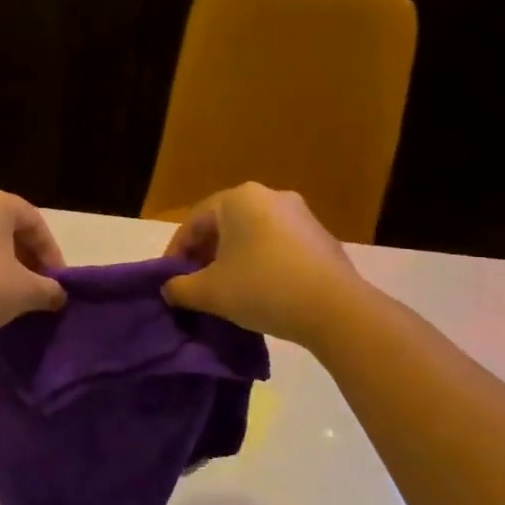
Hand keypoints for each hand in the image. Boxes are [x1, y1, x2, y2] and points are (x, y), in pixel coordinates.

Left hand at [0, 188, 65, 343]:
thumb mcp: (25, 291)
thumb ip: (49, 289)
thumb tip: (59, 295)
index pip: (34, 222)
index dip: (52, 253)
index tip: (58, 282)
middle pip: (6, 228)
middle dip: (27, 258)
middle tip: (38, 287)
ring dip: (2, 265)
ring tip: (12, 295)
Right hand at [161, 183, 362, 346]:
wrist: (335, 309)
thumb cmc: (262, 289)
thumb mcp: (210, 292)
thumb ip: (181, 288)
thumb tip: (169, 289)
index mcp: (238, 199)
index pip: (194, 222)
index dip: (176, 252)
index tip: (168, 280)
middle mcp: (270, 196)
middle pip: (224, 225)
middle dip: (205, 254)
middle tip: (193, 284)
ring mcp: (300, 215)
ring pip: (252, 235)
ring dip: (232, 259)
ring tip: (224, 289)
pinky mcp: (320, 237)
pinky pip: (277, 245)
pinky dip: (260, 262)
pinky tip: (258, 290)